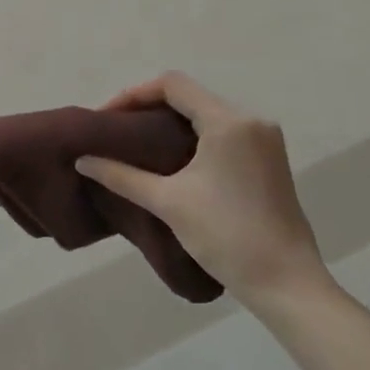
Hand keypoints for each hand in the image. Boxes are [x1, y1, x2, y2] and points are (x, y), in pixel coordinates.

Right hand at [75, 72, 328, 308]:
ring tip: (137, 144)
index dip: (133, 94)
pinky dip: (192, 136)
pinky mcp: (268, 159)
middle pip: (189, 96)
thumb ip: (121, 175)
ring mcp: (264, 140)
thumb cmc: (226, 236)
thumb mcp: (167, 202)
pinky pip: (222, 131)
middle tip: (116, 131)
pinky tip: (170, 158)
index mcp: (228, 122)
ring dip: (170, 122)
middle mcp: (251, 120)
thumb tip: (82, 160)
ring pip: (206, 113)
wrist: (287, 284)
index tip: (107, 119)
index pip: (172, 85)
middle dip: (148, 108)